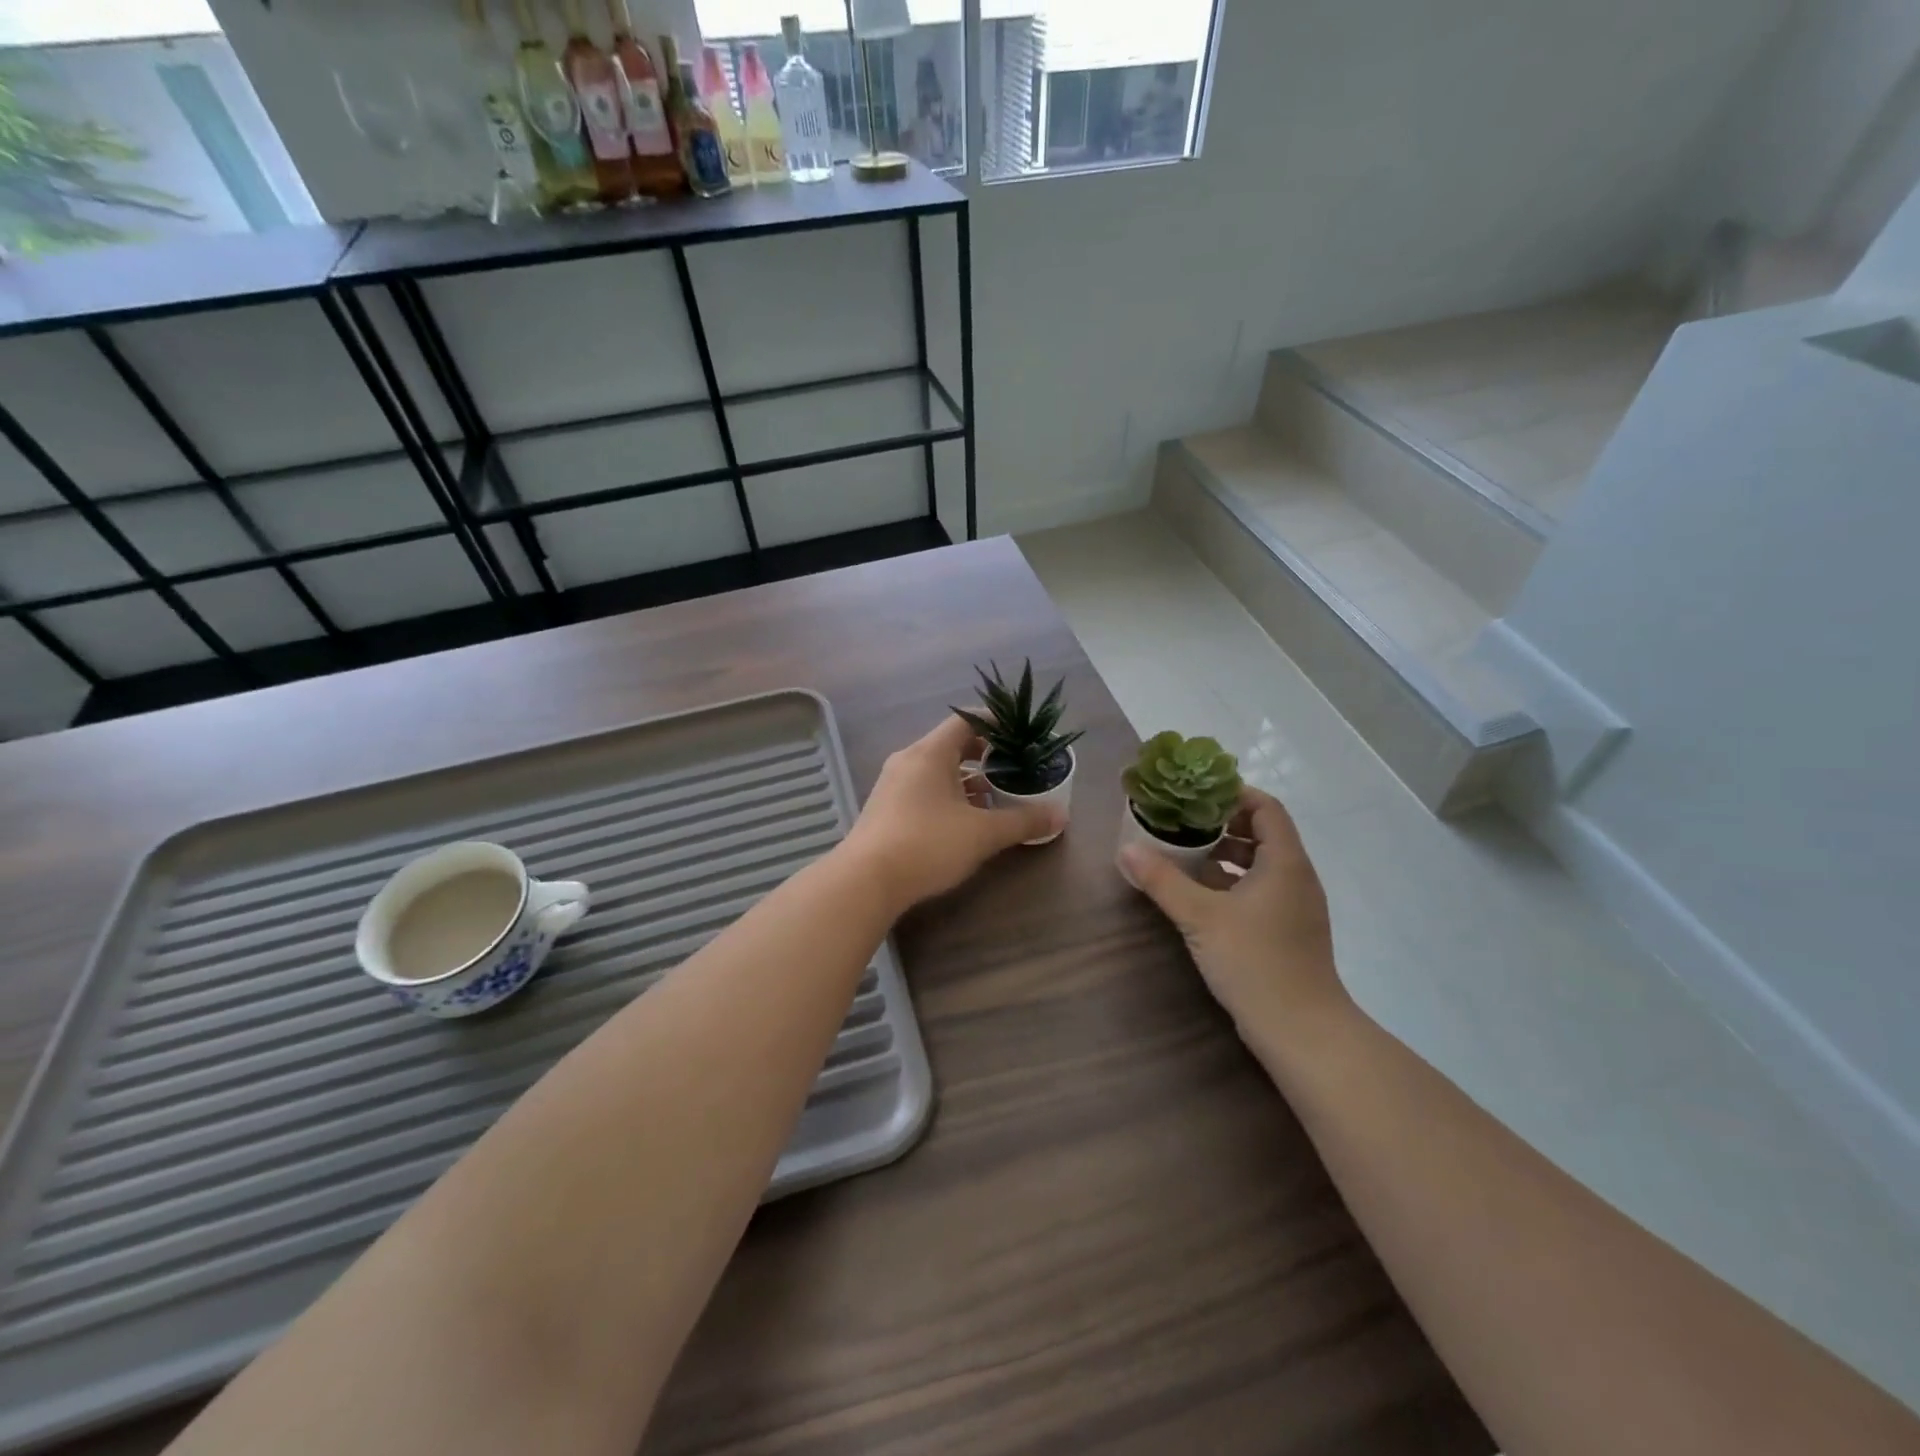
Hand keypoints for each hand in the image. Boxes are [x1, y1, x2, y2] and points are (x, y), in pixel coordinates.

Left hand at [843, 716, 1062, 911]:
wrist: (865, 881)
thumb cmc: (927, 844)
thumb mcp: (982, 833)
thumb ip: (1022, 821)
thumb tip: (1061, 815)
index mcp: (929, 753)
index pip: (965, 720)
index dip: (995, 722)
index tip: (1019, 734)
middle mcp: (908, 760)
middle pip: (951, 744)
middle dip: (984, 754)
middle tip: (1013, 767)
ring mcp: (893, 785)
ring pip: (937, 770)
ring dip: (966, 779)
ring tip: (995, 796)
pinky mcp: (886, 809)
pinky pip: (923, 789)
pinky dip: (948, 795)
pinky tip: (964, 820)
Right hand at [1118, 788, 1348, 1048]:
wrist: (1301, 1030)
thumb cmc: (1255, 962)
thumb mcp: (1200, 917)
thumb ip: (1162, 880)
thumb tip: (1125, 849)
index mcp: (1284, 862)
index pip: (1266, 807)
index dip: (1233, 793)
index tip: (1194, 793)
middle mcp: (1295, 877)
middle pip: (1261, 832)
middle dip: (1220, 823)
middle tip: (1179, 820)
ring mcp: (1294, 905)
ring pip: (1258, 863)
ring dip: (1222, 854)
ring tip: (1181, 853)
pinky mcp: (1286, 930)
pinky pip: (1258, 889)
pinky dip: (1229, 881)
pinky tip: (1198, 893)